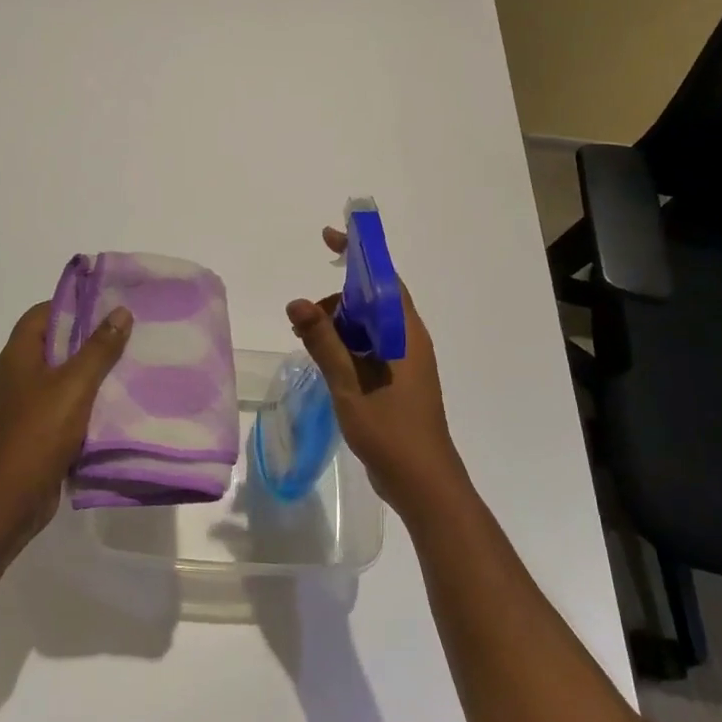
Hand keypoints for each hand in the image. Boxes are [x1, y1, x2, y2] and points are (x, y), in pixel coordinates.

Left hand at [0, 300, 134, 535]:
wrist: (11, 498)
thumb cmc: (39, 432)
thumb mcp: (75, 385)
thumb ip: (99, 348)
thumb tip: (120, 311)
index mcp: (18, 355)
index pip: (42, 313)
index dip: (72, 304)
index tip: (106, 303)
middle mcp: (16, 374)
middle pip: (53, 343)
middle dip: (88, 337)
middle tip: (125, 331)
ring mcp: (23, 404)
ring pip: (60, 375)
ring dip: (89, 370)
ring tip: (127, 363)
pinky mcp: (34, 430)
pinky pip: (62, 403)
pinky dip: (85, 399)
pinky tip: (113, 402)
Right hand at [287, 226, 467, 518]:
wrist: (424, 483)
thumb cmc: (390, 430)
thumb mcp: (349, 383)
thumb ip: (323, 341)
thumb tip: (297, 303)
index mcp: (404, 333)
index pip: (382, 278)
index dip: (358, 254)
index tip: (329, 238)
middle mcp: (408, 340)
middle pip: (372, 301)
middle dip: (337, 301)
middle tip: (304, 320)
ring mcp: (405, 362)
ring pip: (368, 326)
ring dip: (338, 326)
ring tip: (307, 342)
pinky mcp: (398, 381)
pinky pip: (369, 348)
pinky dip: (346, 346)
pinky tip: (325, 362)